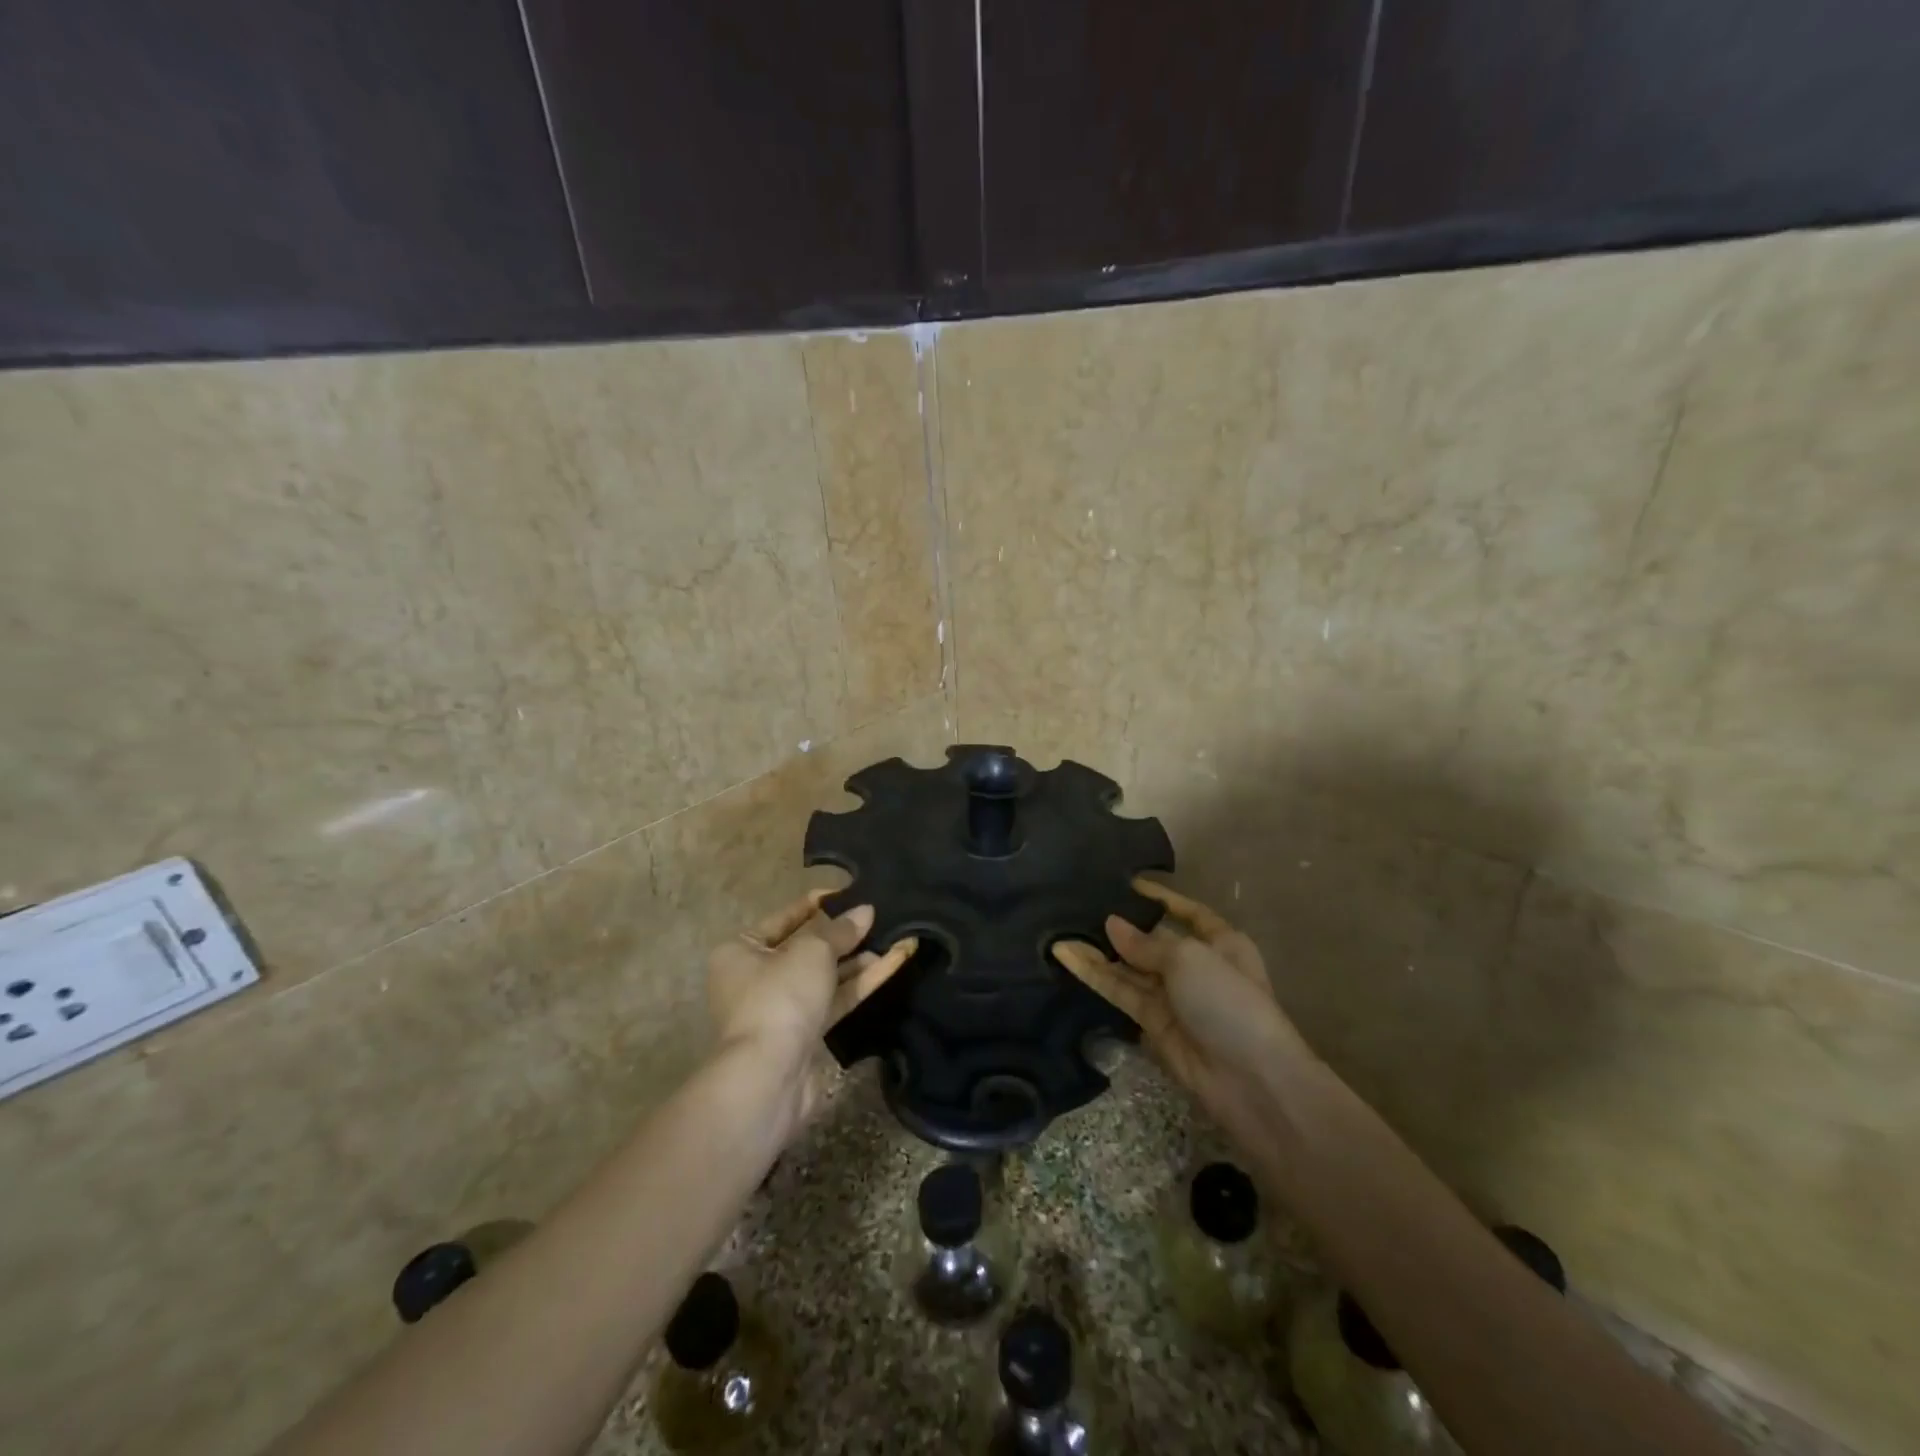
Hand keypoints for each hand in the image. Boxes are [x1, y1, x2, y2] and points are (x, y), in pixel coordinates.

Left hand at [707, 891, 917, 1128]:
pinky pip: (836, 999)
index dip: (817, 904)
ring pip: (826, 976)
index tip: (849, 892)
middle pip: (807, 948)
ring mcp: (782, 1008)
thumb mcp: (812, 951)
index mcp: (741, 951)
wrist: (770, 1075)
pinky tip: (893, 963)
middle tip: (878, 917)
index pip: (783, 918)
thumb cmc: (780, 996)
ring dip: (858, 959)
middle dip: (844, 935)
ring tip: (895, 938)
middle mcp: (757, 978)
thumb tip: (866, 911)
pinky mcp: (806, 1034)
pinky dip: (861, 982)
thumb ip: (841, 930)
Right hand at [1053, 880, 1313, 1129]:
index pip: (1188, 913)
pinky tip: (1068, 957)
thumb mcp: (1189, 959)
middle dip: (1122, 927)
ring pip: (1130, 968)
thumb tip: (1112, 924)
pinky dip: (1096, 976)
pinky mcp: (1154, 1024)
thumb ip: (1145, 943)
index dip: (1162, 898)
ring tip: (1061, 930)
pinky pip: (1121, 992)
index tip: (1129, 884)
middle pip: (1153, 941)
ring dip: (1099, 952)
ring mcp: (1174, 997)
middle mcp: (1197, 966)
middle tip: (1080, 906)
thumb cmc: (1228, 1001)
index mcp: (1221, 943)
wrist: (1250, 1080)